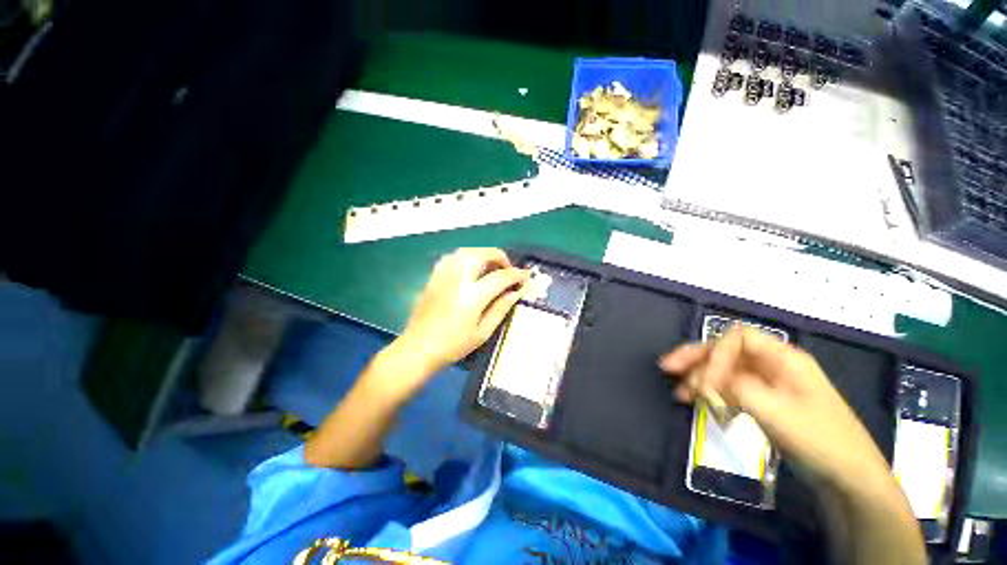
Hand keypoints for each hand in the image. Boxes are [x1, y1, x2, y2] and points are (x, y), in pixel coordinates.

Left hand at [395, 248, 528, 374]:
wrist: (418, 348)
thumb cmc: (453, 345)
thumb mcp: (483, 332)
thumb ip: (501, 308)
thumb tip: (516, 292)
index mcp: (472, 295)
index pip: (500, 276)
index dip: (516, 275)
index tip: (525, 276)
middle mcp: (458, 278)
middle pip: (482, 254)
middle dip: (499, 257)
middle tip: (507, 270)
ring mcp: (443, 275)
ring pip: (467, 251)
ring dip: (483, 254)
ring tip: (491, 267)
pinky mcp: (434, 276)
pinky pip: (453, 257)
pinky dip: (467, 257)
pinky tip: (471, 269)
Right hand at [660, 326, 889, 490]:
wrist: (847, 479)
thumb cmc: (819, 439)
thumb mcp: (776, 410)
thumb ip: (735, 388)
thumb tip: (703, 380)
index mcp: (783, 358)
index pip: (737, 339)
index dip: (716, 354)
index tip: (704, 382)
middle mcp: (773, 365)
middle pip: (726, 351)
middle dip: (696, 358)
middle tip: (667, 367)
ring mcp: (768, 384)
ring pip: (725, 370)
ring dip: (699, 377)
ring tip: (678, 391)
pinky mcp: (764, 402)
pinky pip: (731, 389)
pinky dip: (712, 393)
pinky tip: (697, 402)